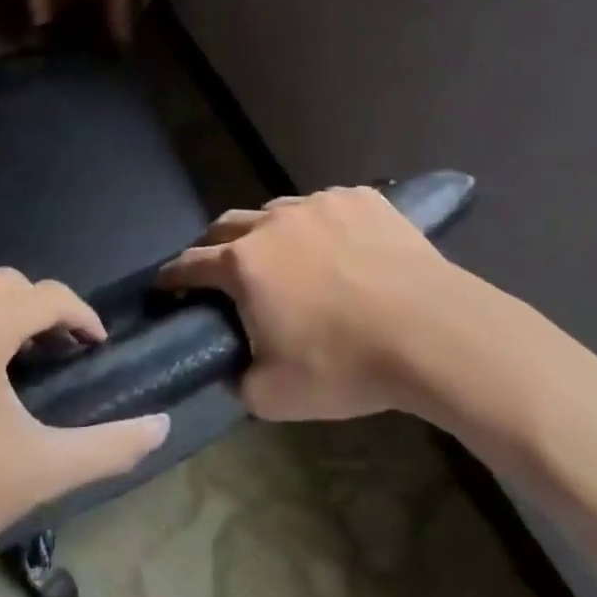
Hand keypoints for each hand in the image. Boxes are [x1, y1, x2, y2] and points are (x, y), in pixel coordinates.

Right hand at [158, 186, 492, 422]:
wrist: (431, 332)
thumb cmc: (345, 365)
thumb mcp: (275, 397)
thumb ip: (239, 382)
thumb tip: (234, 368)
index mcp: (244, 264)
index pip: (190, 263)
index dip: (172, 277)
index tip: (164, 285)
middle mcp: (273, 223)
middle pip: (227, 225)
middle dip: (213, 246)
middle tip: (220, 270)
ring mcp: (320, 204)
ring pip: (278, 211)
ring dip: (268, 233)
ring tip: (285, 257)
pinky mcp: (362, 198)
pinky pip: (327, 206)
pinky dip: (320, 225)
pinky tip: (339, 247)